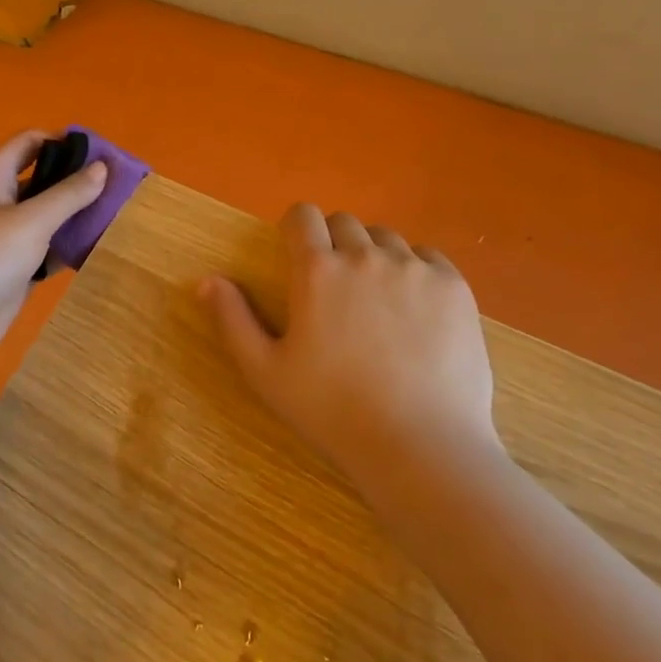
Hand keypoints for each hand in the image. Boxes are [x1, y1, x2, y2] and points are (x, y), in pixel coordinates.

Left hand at [0, 131, 106, 368]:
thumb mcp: (31, 220)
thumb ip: (68, 194)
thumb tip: (102, 167)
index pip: (29, 142)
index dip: (62, 141)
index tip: (100, 151)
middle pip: (43, 179)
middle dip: (77, 180)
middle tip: (118, 184)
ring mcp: (7, 237)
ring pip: (48, 216)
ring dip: (77, 214)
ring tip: (118, 213)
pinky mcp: (16, 268)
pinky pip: (48, 248)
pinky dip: (70, 246)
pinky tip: (100, 246)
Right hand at [200, 204, 497, 500]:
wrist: (421, 446)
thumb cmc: (332, 411)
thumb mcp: (265, 372)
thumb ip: (232, 320)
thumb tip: (206, 280)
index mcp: (316, 270)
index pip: (302, 215)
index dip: (296, 229)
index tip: (297, 254)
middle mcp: (365, 255)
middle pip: (344, 222)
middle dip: (333, 244)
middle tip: (336, 290)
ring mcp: (414, 268)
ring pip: (386, 238)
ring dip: (373, 256)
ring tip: (377, 302)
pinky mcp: (453, 286)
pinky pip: (427, 256)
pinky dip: (415, 270)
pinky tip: (414, 310)